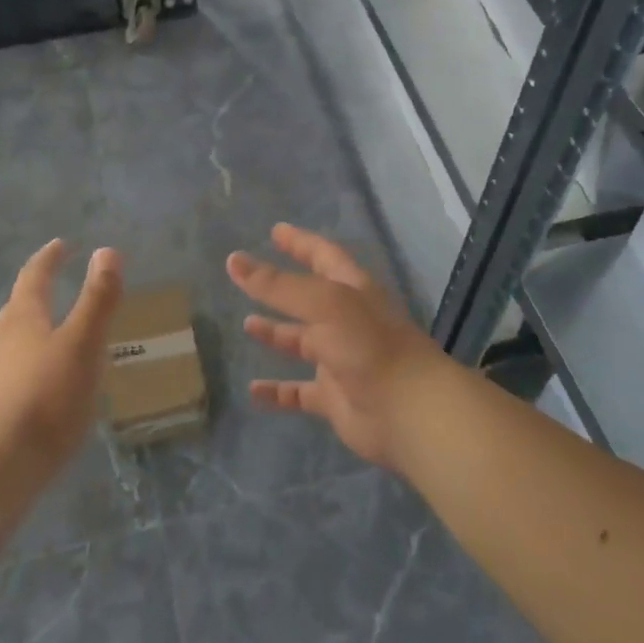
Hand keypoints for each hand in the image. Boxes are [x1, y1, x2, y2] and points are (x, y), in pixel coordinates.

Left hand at [0, 240, 123, 468]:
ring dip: (33, 327)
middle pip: (18, 307)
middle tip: (51, 280)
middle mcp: (4, 341)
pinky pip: (17, 371)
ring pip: (14, 340)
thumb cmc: (47, 395)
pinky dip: (34, 361)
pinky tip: (48, 380)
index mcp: (24, 319)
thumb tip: (106, 251)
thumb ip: (98, 299)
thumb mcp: (83, 343)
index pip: (34, 277)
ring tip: (54, 328)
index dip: (49, 258)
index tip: (61, 244)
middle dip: (35, 290)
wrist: (0, 464)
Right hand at [229, 223, 449, 470]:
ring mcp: (341, 360)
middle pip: (309, 299)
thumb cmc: (369, 345)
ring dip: (276, 334)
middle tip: (249, 278)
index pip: (324, 256)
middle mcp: (346, 321)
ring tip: (246, 325)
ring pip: (302, 342)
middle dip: (282, 288)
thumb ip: (278, 285)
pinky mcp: (335, 398)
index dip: (301, 242)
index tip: (276, 231)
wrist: (409, 412)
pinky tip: (253, 390)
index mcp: (352, 290)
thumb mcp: (324, 304)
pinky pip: (299, 393)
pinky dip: (277, 391)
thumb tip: (233, 261)